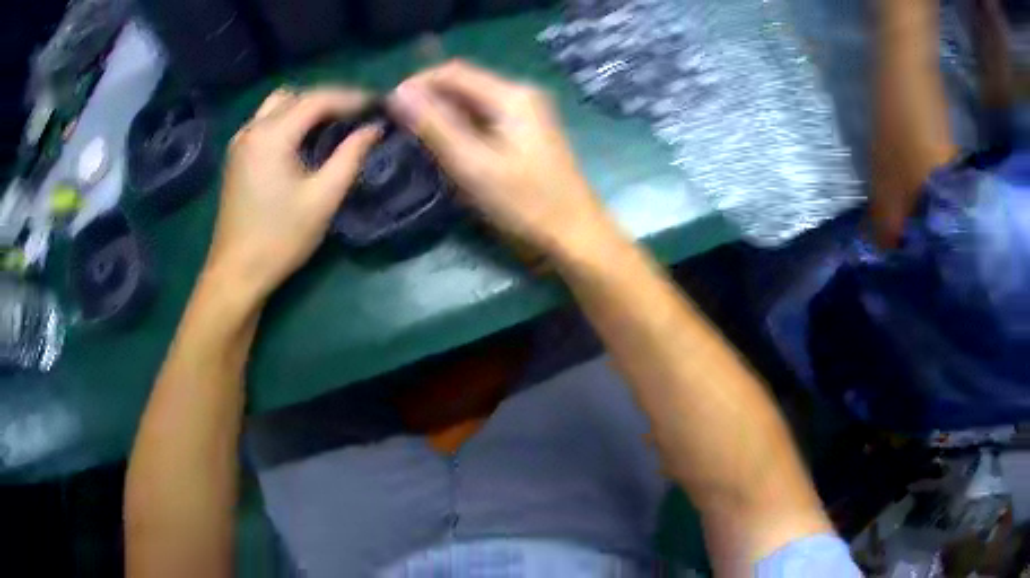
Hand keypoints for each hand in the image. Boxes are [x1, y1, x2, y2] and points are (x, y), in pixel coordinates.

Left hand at [206, 87, 380, 298]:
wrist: (236, 273)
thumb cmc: (280, 238)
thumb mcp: (323, 198)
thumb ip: (350, 156)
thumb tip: (373, 129)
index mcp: (272, 135)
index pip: (317, 100)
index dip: (350, 98)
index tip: (377, 105)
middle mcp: (252, 129)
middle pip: (295, 96)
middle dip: (328, 99)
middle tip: (357, 114)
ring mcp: (240, 142)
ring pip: (277, 105)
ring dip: (306, 107)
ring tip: (333, 122)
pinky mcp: (236, 157)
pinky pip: (266, 122)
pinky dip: (289, 119)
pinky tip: (303, 138)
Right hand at [388, 60, 610, 254]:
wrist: (575, 235)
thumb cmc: (527, 202)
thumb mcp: (474, 164)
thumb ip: (435, 126)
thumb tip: (399, 94)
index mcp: (512, 95)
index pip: (454, 72)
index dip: (418, 83)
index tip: (388, 107)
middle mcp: (521, 95)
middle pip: (464, 84)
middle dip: (428, 99)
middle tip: (397, 125)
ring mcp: (526, 114)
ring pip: (472, 102)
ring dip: (442, 114)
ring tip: (413, 135)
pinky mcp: (525, 133)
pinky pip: (484, 118)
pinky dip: (460, 127)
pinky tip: (444, 145)